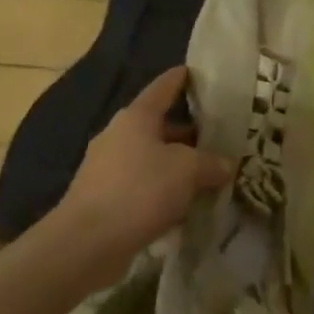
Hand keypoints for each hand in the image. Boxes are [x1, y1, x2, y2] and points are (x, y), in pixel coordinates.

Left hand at [54, 67, 231, 263]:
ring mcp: (108, 168)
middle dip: (188, 131)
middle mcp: (119, 136)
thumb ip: (212, 163)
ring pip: (152, 158)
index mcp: (137, 118)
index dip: (180, 79)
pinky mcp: (105, 198)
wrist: (87, 242)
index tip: (194, 72)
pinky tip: (184, 205)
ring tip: (208, 173)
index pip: (162, 88)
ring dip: (177, 164)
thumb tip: (226, 165)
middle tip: (218, 135)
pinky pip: (142, 185)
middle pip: (159, 126)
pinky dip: (163, 190)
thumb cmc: (140, 190)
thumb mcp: (188, 171)